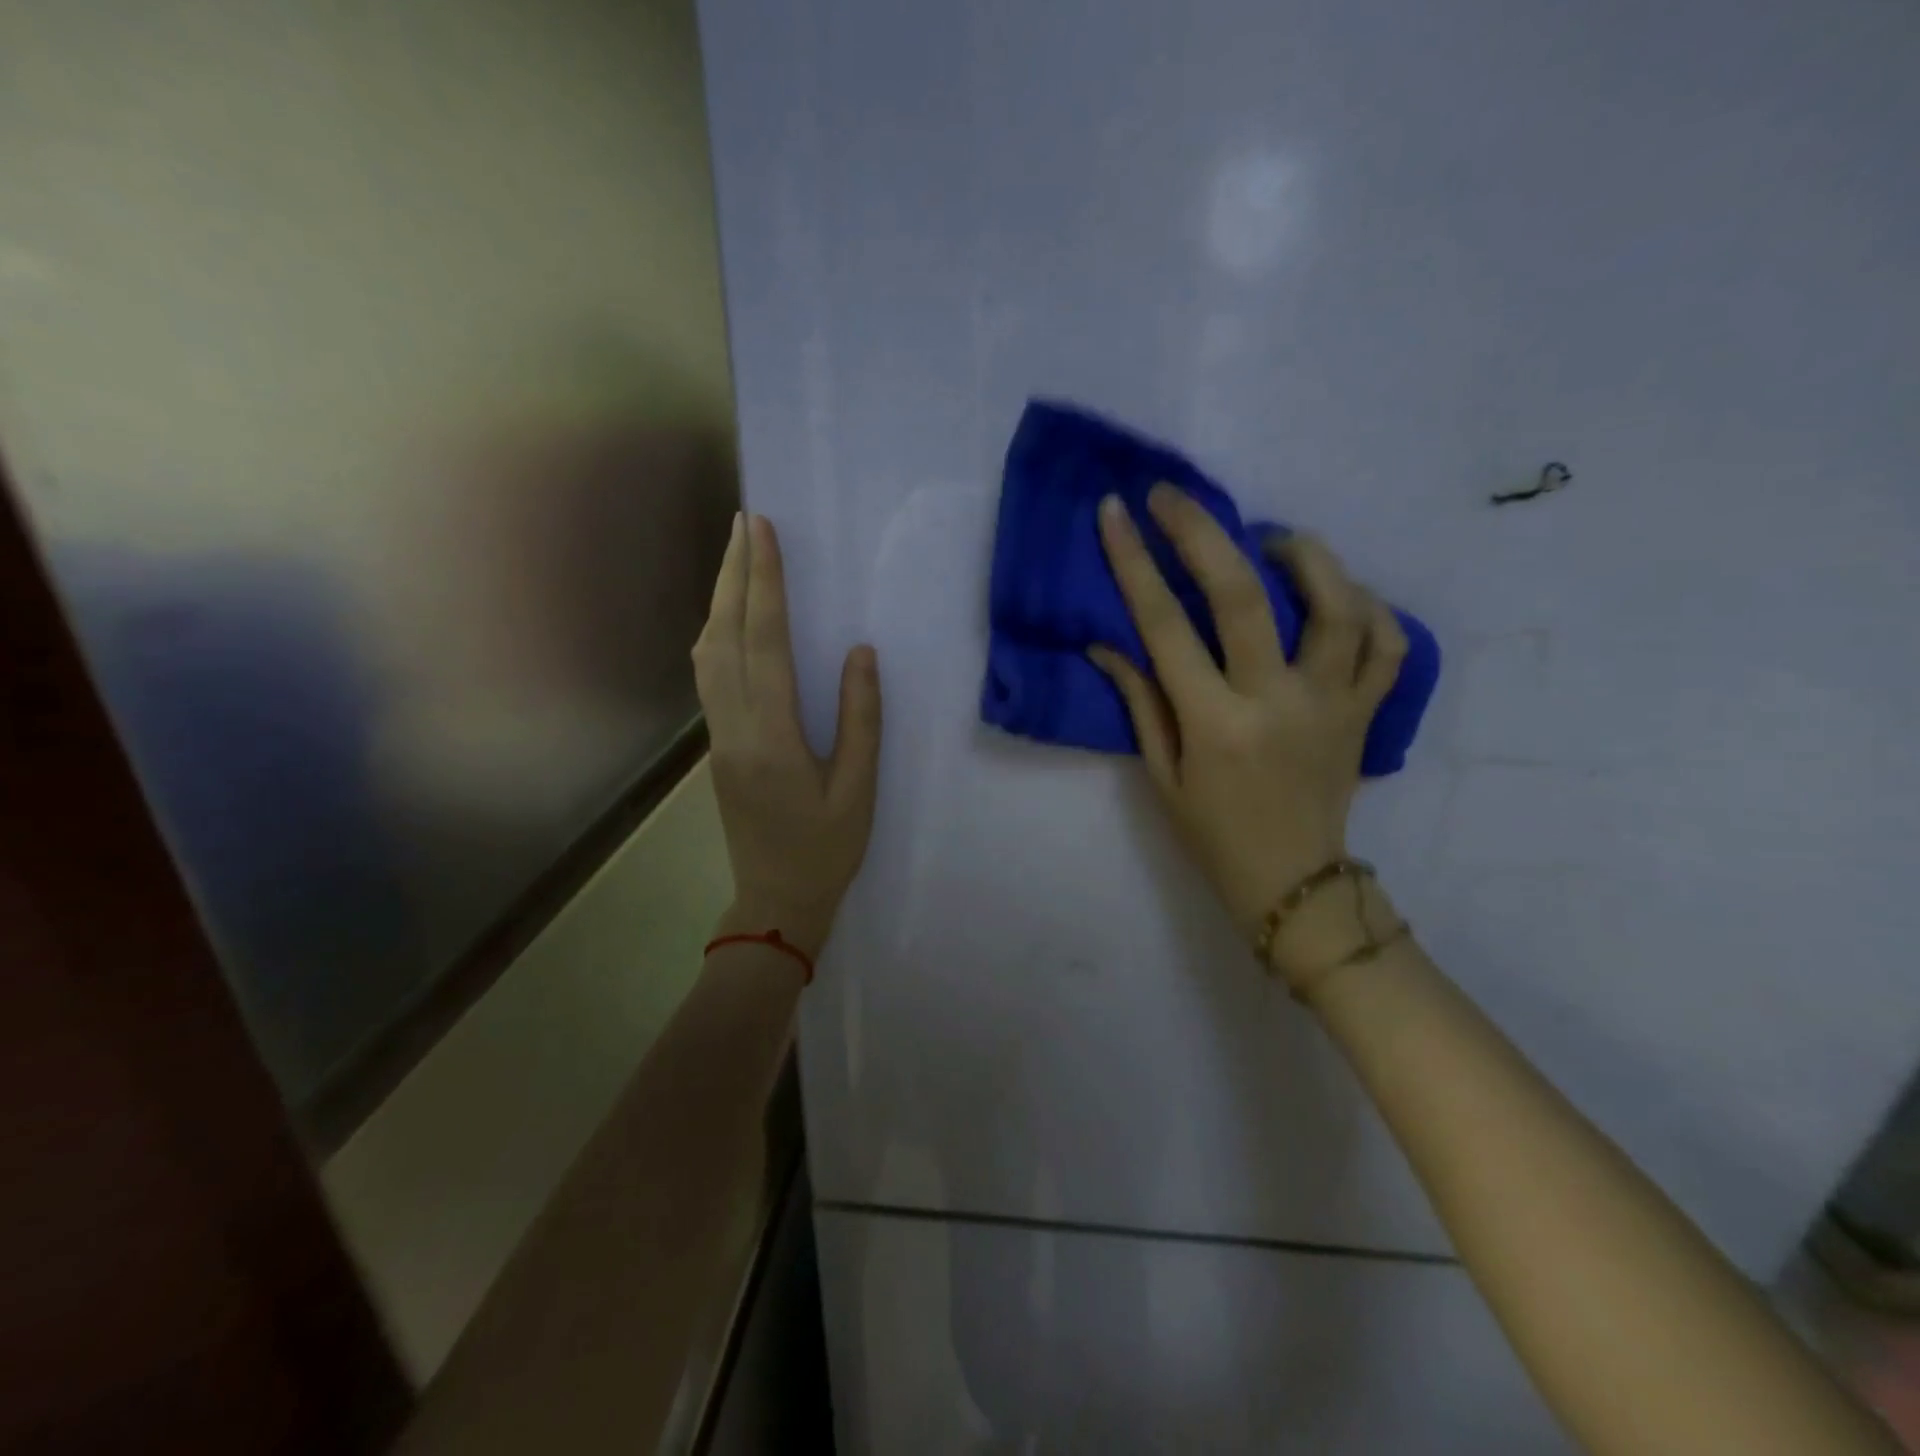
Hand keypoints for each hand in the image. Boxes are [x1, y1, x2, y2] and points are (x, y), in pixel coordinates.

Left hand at [693, 513, 881, 959]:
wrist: (775, 900)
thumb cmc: (827, 850)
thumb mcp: (858, 789)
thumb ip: (861, 719)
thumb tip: (860, 653)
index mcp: (772, 737)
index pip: (763, 642)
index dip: (764, 583)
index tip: (764, 531)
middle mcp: (733, 727)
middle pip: (723, 635)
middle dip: (733, 574)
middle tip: (746, 522)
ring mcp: (717, 736)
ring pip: (706, 653)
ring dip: (719, 600)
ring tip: (738, 557)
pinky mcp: (717, 745)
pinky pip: (708, 675)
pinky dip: (717, 632)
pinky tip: (731, 617)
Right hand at [1088, 485, 1403, 979]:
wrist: (1294, 884)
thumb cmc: (1214, 835)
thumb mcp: (1162, 776)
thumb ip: (1141, 703)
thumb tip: (1108, 645)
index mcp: (1214, 724)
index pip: (1165, 627)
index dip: (1135, 563)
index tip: (1116, 513)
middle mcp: (1275, 702)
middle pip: (1243, 595)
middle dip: (1203, 532)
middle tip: (1175, 495)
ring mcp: (1332, 704)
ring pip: (1337, 605)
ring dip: (1305, 555)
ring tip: (1274, 539)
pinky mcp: (1366, 713)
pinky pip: (1387, 647)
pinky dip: (1372, 609)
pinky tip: (1340, 595)